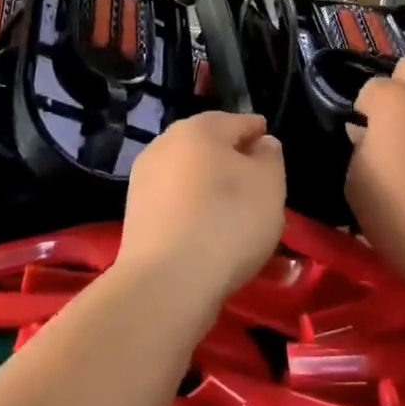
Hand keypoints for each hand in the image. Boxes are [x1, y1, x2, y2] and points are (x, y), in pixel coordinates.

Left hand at [116, 113, 285, 307]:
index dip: (257, 133)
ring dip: (208, 184)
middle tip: (254, 181)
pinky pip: (174, 201)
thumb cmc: (228, 221)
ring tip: (231, 210)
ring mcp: (144, 179)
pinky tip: (205, 228)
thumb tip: (260, 145)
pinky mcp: (134, 214)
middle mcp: (166, 143)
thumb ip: (270, 156)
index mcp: (199, 127)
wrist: (166, 283)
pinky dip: (191, 208)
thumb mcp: (269, 184)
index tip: (270, 148)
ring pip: (188, 173)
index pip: (238, 122)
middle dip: (230, 158)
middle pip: (208, 145)